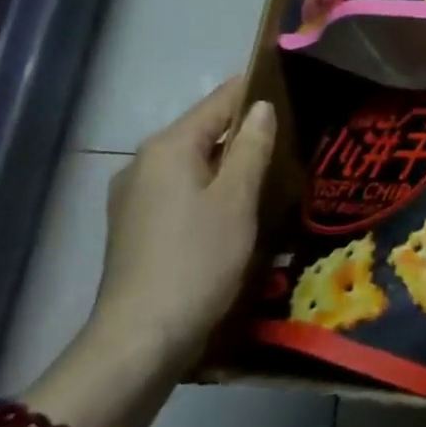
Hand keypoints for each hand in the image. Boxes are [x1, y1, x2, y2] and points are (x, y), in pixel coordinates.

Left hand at [88, 78, 276, 377]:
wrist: (140, 339)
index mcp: (168, 147)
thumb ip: (251, 146)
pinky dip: (209, 191)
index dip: (254, 91)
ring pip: (192, 165)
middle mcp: (143, 163)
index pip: (218, 102)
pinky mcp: (134, 228)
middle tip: (292, 137)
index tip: (292, 87)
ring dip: (228, 165)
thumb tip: (261, 106)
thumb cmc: (197, 260)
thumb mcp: (237, 199)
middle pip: (203, 132)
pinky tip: (235, 211)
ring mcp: (134, 197)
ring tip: (271, 173)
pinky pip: (180, 192)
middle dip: (244, 133)